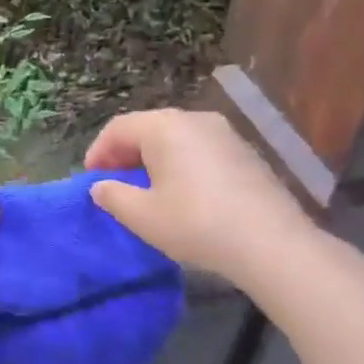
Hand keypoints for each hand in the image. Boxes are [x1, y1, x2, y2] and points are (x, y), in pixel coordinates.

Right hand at [85, 108, 314, 283]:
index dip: (98, 152)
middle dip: (126, 154)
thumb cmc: (196, 224)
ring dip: (154, 160)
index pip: (119, 128)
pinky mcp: (246, 152)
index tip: (90, 180)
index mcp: (164, 127)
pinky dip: (182, 165)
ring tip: (147, 190)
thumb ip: (113, 196)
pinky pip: (201, 150)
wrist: (272, 244)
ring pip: (176, 139)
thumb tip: (101, 187)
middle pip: (148, 128)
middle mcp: (195, 119)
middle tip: (114, 184)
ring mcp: (225, 134)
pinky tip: (184, 194)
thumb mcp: (143, 216)